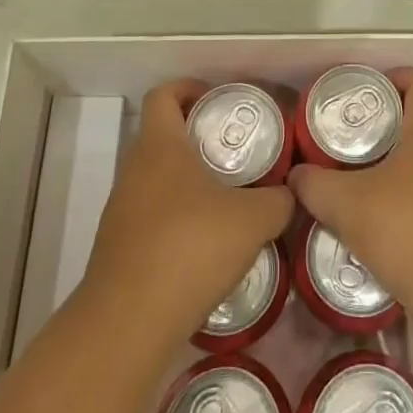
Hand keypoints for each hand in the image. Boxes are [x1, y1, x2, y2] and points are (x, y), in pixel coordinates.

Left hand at [81, 80, 294, 346]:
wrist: (128, 324)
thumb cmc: (190, 249)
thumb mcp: (254, 220)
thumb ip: (280, 200)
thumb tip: (293, 192)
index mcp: (160, 146)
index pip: (164, 94)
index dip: (189, 88)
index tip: (218, 101)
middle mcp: (134, 170)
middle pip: (162, 136)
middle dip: (198, 137)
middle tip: (237, 152)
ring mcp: (122, 210)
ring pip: (157, 178)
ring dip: (188, 181)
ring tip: (229, 199)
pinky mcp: (119, 247)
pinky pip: (152, 215)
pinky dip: (178, 217)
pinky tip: (208, 243)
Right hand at [288, 67, 412, 324]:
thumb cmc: (410, 231)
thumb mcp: (347, 204)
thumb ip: (315, 185)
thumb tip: (296, 176)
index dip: (392, 77)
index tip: (361, 95)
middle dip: (380, 126)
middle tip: (343, 141)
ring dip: (389, 166)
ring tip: (352, 183)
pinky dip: (402, 199)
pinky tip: (374, 224)